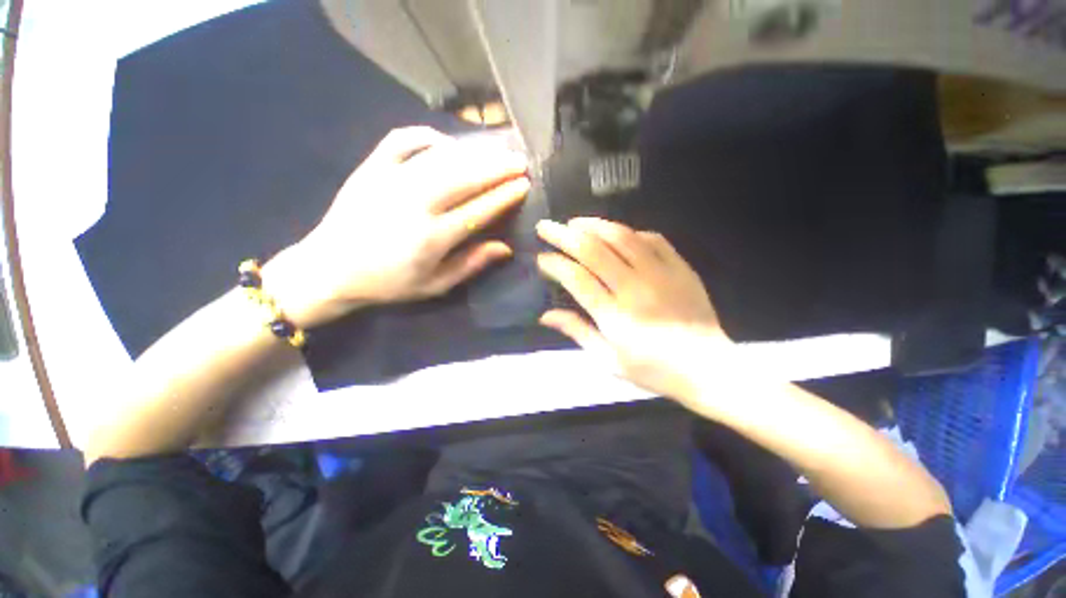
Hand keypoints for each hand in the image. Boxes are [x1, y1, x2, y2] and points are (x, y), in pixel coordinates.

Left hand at [265, 127, 530, 326]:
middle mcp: (414, 205)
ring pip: (441, 158)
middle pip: (464, 178)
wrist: (329, 269)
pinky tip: (446, 142)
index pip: (479, 211)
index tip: (524, 185)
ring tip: (496, 151)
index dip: (504, 196)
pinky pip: (401, 140)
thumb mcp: (435, 285)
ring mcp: (389, 181)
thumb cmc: (388, 283)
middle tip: (519, 162)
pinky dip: (427, 136)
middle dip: (497, 168)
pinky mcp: (370, 168)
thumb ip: (471, 265)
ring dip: (474, 153)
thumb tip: (505, 248)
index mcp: (431, 238)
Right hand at [536, 217, 733, 403]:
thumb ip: (577, 332)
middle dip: (564, 235)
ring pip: (621, 237)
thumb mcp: (608, 361)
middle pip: (593, 251)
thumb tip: (546, 315)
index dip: (555, 264)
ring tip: (575, 222)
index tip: (541, 258)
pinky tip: (617, 233)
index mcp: (615, 315)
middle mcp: (634, 288)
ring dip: (594, 225)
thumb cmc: (653, 370)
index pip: (576, 279)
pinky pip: (653, 239)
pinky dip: (630, 232)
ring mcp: (660, 274)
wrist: (708, 369)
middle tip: (546, 226)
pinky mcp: (681, 268)